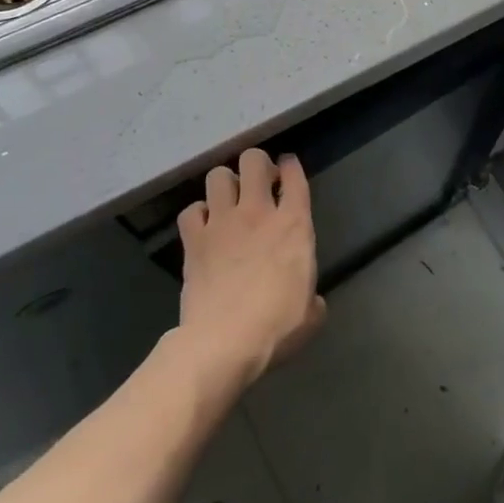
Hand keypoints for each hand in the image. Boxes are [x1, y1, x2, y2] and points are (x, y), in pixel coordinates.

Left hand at [177, 148, 326, 386]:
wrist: (224, 342)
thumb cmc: (276, 327)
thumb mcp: (311, 313)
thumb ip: (313, 298)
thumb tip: (311, 301)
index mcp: (294, 224)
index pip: (294, 175)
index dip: (291, 166)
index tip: (288, 170)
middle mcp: (257, 212)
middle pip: (253, 160)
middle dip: (257, 164)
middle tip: (259, 184)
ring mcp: (222, 223)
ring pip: (218, 175)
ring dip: (225, 184)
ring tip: (229, 201)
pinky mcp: (194, 240)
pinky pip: (191, 211)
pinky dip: (197, 215)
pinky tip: (204, 228)